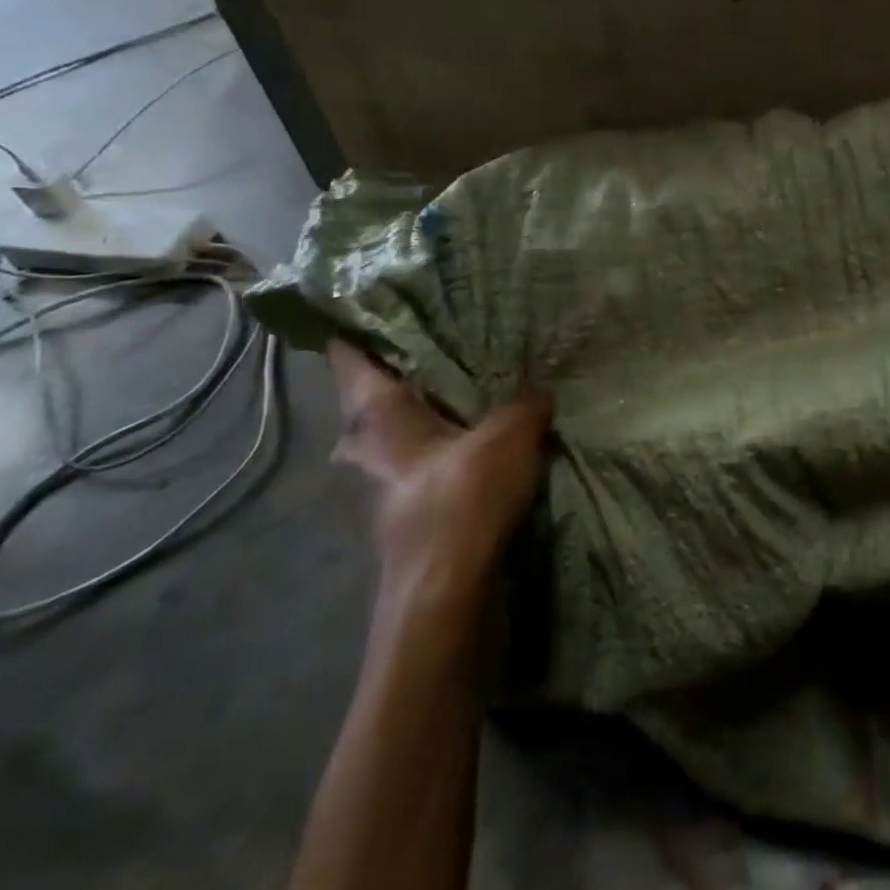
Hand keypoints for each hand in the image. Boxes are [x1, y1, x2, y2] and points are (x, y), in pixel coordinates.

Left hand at [329, 342, 552, 607]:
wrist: (446, 595)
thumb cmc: (461, 501)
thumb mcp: (509, 435)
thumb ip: (525, 401)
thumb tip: (539, 387)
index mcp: (375, 415)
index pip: (350, 355)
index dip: (360, 323)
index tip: (384, 294)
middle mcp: (367, 444)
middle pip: (377, 391)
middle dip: (409, 365)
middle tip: (454, 333)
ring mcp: (384, 482)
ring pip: (403, 427)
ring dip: (434, 406)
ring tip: (479, 378)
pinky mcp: (409, 508)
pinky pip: (427, 455)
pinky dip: (450, 439)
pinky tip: (487, 432)